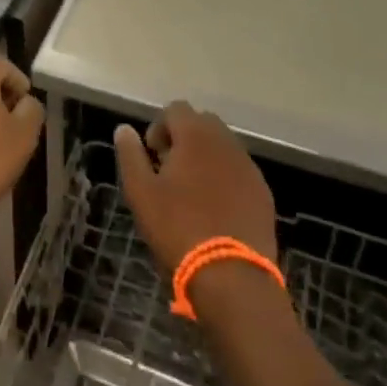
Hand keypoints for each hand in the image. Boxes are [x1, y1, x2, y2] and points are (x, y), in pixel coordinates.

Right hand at [114, 103, 276, 273]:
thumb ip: (130, 154)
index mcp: (196, 135)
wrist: (232, 277)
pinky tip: (214, 209)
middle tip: (169, 172)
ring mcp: (249, 167)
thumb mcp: (141, 192)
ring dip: (205, 158)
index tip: (152, 157)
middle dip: (183, 139)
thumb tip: (124, 129)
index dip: (159, 127)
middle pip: (202, 123)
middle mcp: (226, 142)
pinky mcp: (263, 193)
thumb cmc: (178, 228)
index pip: (176, 108)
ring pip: (222, 147)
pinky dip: (224, 179)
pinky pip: (238, 171)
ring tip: (190, 193)